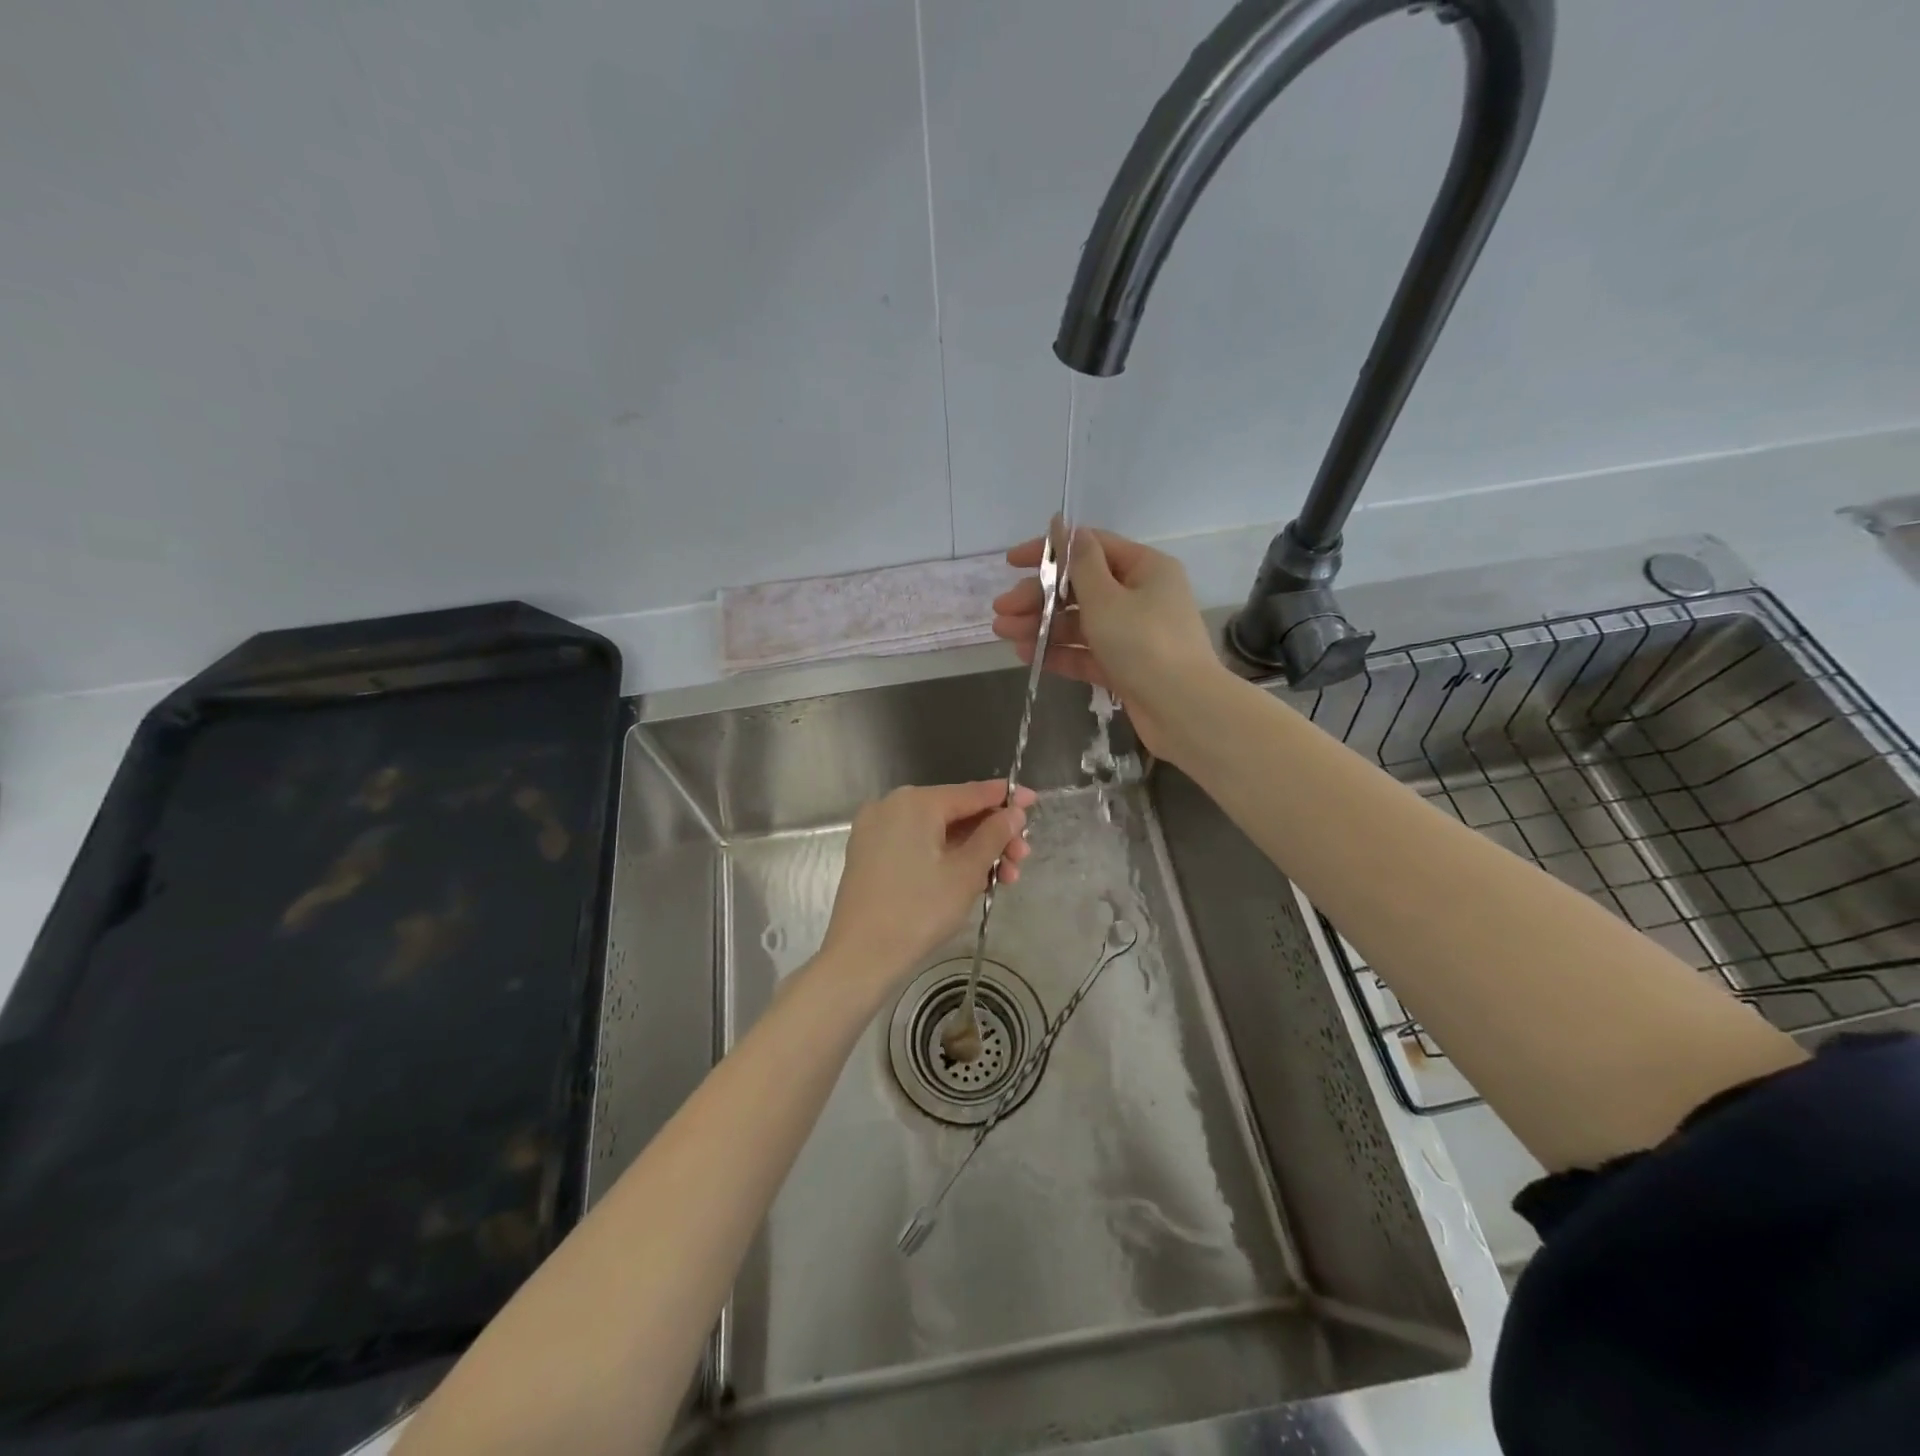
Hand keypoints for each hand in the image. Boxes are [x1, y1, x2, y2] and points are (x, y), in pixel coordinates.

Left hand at [820, 781, 1035, 989]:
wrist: (860, 957)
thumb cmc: (918, 911)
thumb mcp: (966, 872)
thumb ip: (994, 836)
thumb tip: (1014, 812)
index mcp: (915, 802)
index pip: (971, 792)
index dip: (1006, 798)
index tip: (1035, 801)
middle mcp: (891, 806)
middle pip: (955, 812)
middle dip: (992, 836)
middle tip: (1021, 860)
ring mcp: (877, 830)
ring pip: (937, 832)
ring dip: (973, 852)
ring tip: (1003, 880)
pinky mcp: (870, 854)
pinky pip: (917, 845)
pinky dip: (945, 858)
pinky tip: (972, 880)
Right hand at [991, 524, 1219, 758]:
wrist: (1184, 711)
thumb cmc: (1144, 644)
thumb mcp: (1107, 598)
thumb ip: (1081, 563)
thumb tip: (1066, 527)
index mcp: (1145, 569)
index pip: (1090, 548)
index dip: (1049, 552)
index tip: (1011, 562)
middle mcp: (1141, 596)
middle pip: (1080, 588)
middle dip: (1038, 597)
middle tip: (1001, 611)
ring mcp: (1133, 634)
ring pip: (1079, 623)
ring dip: (1042, 625)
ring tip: (1004, 634)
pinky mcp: (1125, 667)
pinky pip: (1087, 653)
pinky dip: (1059, 652)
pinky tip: (1027, 655)